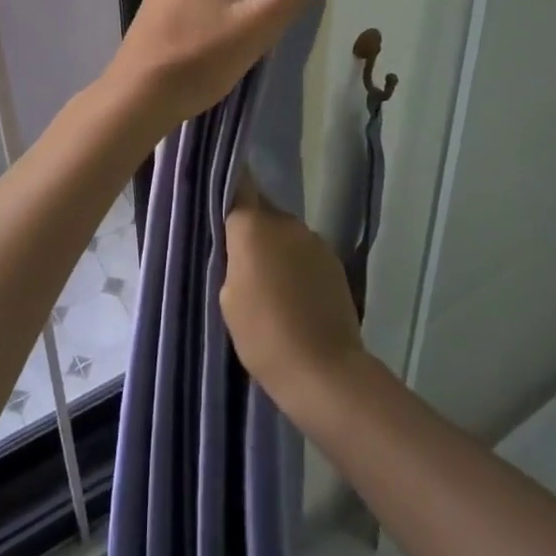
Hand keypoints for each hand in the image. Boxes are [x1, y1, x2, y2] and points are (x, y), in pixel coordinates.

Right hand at [221, 171, 366, 418]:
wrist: (323, 369)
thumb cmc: (263, 334)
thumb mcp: (228, 297)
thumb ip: (232, 260)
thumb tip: (244, 247)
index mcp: (253, 226)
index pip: (239, 186)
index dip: (229, 188)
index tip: (220, 196)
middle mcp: (286, 222)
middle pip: (262, 212)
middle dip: (252, 229)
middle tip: (239, 259)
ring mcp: (314, 240)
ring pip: (285, 234)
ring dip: (276, 248)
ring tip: (268, 283)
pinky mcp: (334, 261)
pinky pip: (305, 252)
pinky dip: (297, 265)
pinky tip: (294, 295)